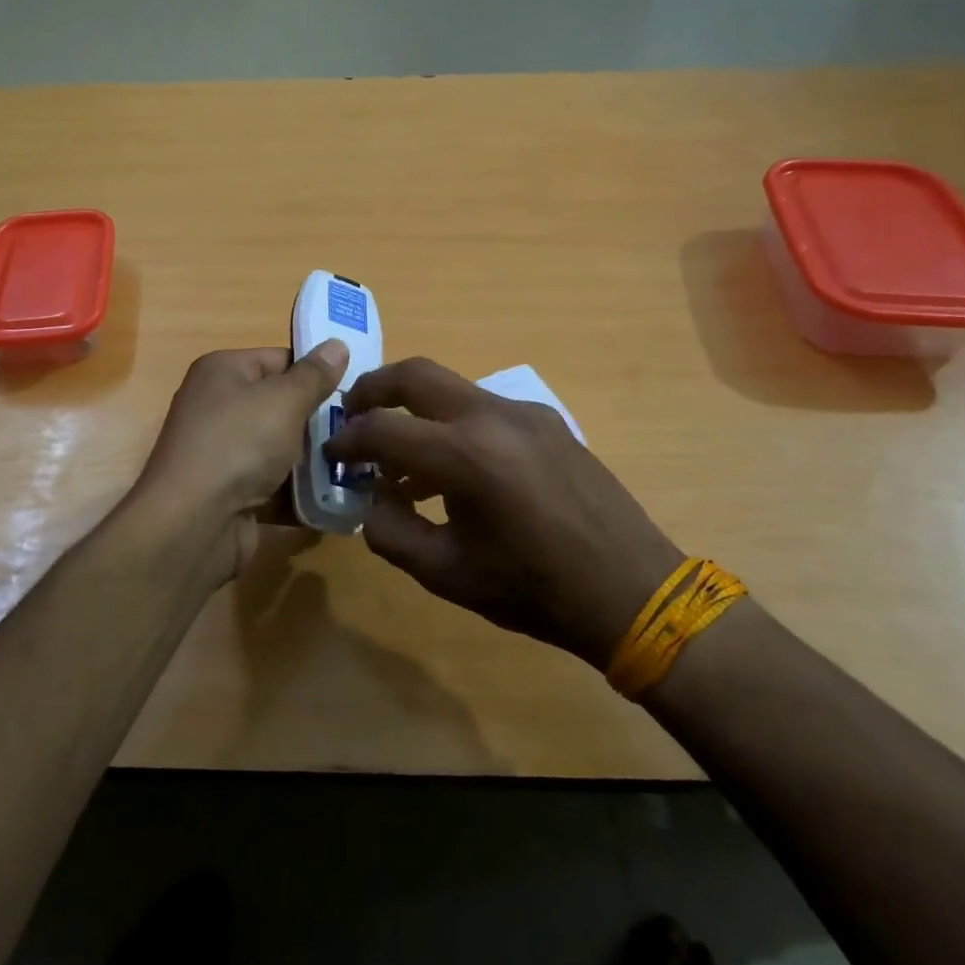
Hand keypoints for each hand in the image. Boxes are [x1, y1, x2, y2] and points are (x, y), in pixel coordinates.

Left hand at [128, 341, 347, 588]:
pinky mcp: (233, 495)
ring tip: (362, 463)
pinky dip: (303, 493)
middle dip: (321, 420)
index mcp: (223, 372)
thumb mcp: (284, 399)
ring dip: (316, 460)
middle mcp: (219, 408)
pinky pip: (276, 487)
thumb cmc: (238, 444)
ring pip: (282, 450)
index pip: (279, 360)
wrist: (194, 523)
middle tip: (364, 429)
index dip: (317, 372)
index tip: (357, 389)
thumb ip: (315, 375)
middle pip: (282, 406)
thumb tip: (337, 344)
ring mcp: (224, 454)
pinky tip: (341, 497)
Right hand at [324, 357, 684, 669]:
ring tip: (403, 461)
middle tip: (353, 416)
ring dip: (416, 411)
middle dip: (374, 389)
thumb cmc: (534, 589)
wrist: (632, 590)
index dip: (347, 440)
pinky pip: (485, 409)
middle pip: (415, 374)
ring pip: (452, 389)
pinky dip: (454, 425)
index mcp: (465, 455)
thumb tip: (370, 501)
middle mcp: (493, 416)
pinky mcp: (549, 422)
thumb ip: (391, 533)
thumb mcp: (446, 574)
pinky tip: (457, 471)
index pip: (382, 428)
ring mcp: (526, 413)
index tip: (332, 455)